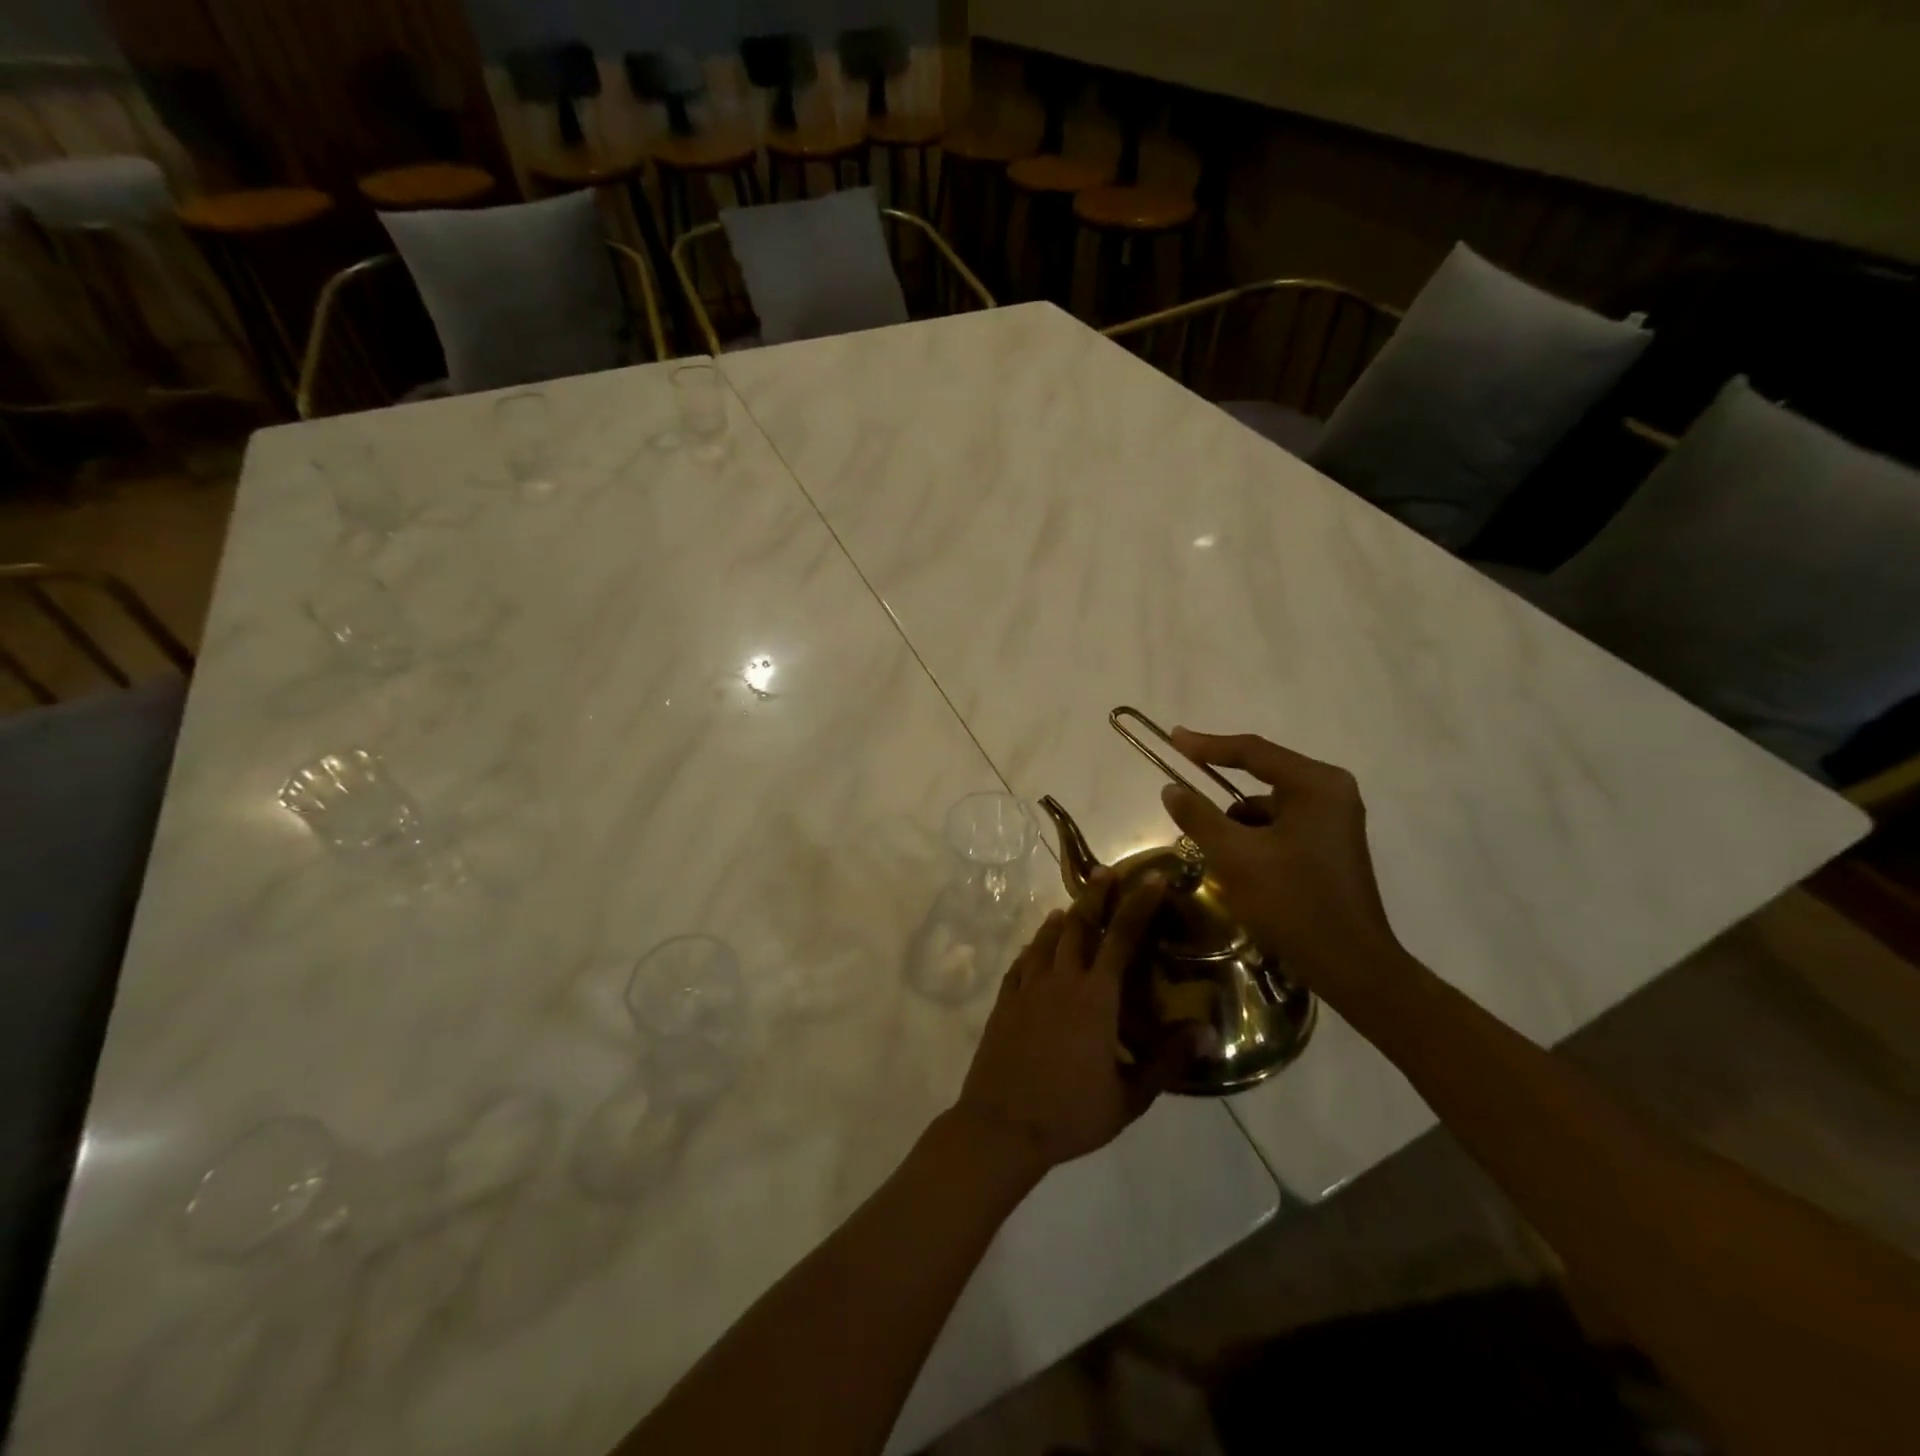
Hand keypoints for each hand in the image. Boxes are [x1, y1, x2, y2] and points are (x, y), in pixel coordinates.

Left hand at [953, 869, 1175, 1171]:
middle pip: (1079, 925)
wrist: (1002, 1125)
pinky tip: (1036, 947)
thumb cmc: (1071, 1114)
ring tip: (1072, 906)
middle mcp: (1061, 980)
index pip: (1122, 938)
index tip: (1151, 879)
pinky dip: (1033, 947)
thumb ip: (1168, 1062)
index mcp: (1095, 998)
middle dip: (1094, 896)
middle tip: (1104, 872)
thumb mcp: (1129, 1097)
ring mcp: (1027, 988)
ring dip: (1062, 919)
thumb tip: (1206, 1031)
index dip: (1138, 905)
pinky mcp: (1004, 1001)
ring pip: (1046, 939)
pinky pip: (1021, 962)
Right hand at [1159, 728, 1406, 995]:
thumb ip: (1199, 816)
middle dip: (1220, 789)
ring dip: (1237, 822)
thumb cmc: (1293, 903)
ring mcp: (1334, 819)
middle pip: (1262, 775)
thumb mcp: (1235, 857)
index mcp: (1315, 785)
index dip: (1207, 745)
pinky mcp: (1330, 844)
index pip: (1253, 752)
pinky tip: (1240, 866)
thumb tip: (1171, 789)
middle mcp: (1331, 792)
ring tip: (1214, 850)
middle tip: (1182, 789)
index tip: (1172, 738)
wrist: (1350, 966)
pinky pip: (1281, 825)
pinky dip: (1255, 837)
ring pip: (1268, 805)